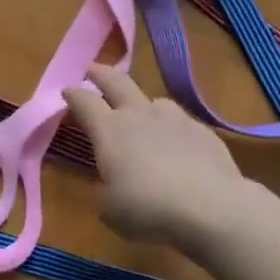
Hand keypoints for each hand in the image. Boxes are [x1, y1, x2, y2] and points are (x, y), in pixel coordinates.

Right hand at [61, 64, 252, 248]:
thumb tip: (108, 180)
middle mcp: (139, 115)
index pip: (84, 101)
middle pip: (117, 82)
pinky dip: (170, 129)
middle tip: (92, 70)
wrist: (212, 209)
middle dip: (101, 74)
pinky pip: (180, 122)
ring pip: (153, 100)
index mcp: (109, 130)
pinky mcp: (203, 131)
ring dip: (141, 104)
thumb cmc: (148, 209)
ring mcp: (175, 119)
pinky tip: (176, 147)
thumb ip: (103, 188)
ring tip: (141, 115)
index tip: (66, 91)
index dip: (73, 94)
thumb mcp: (109, 208)